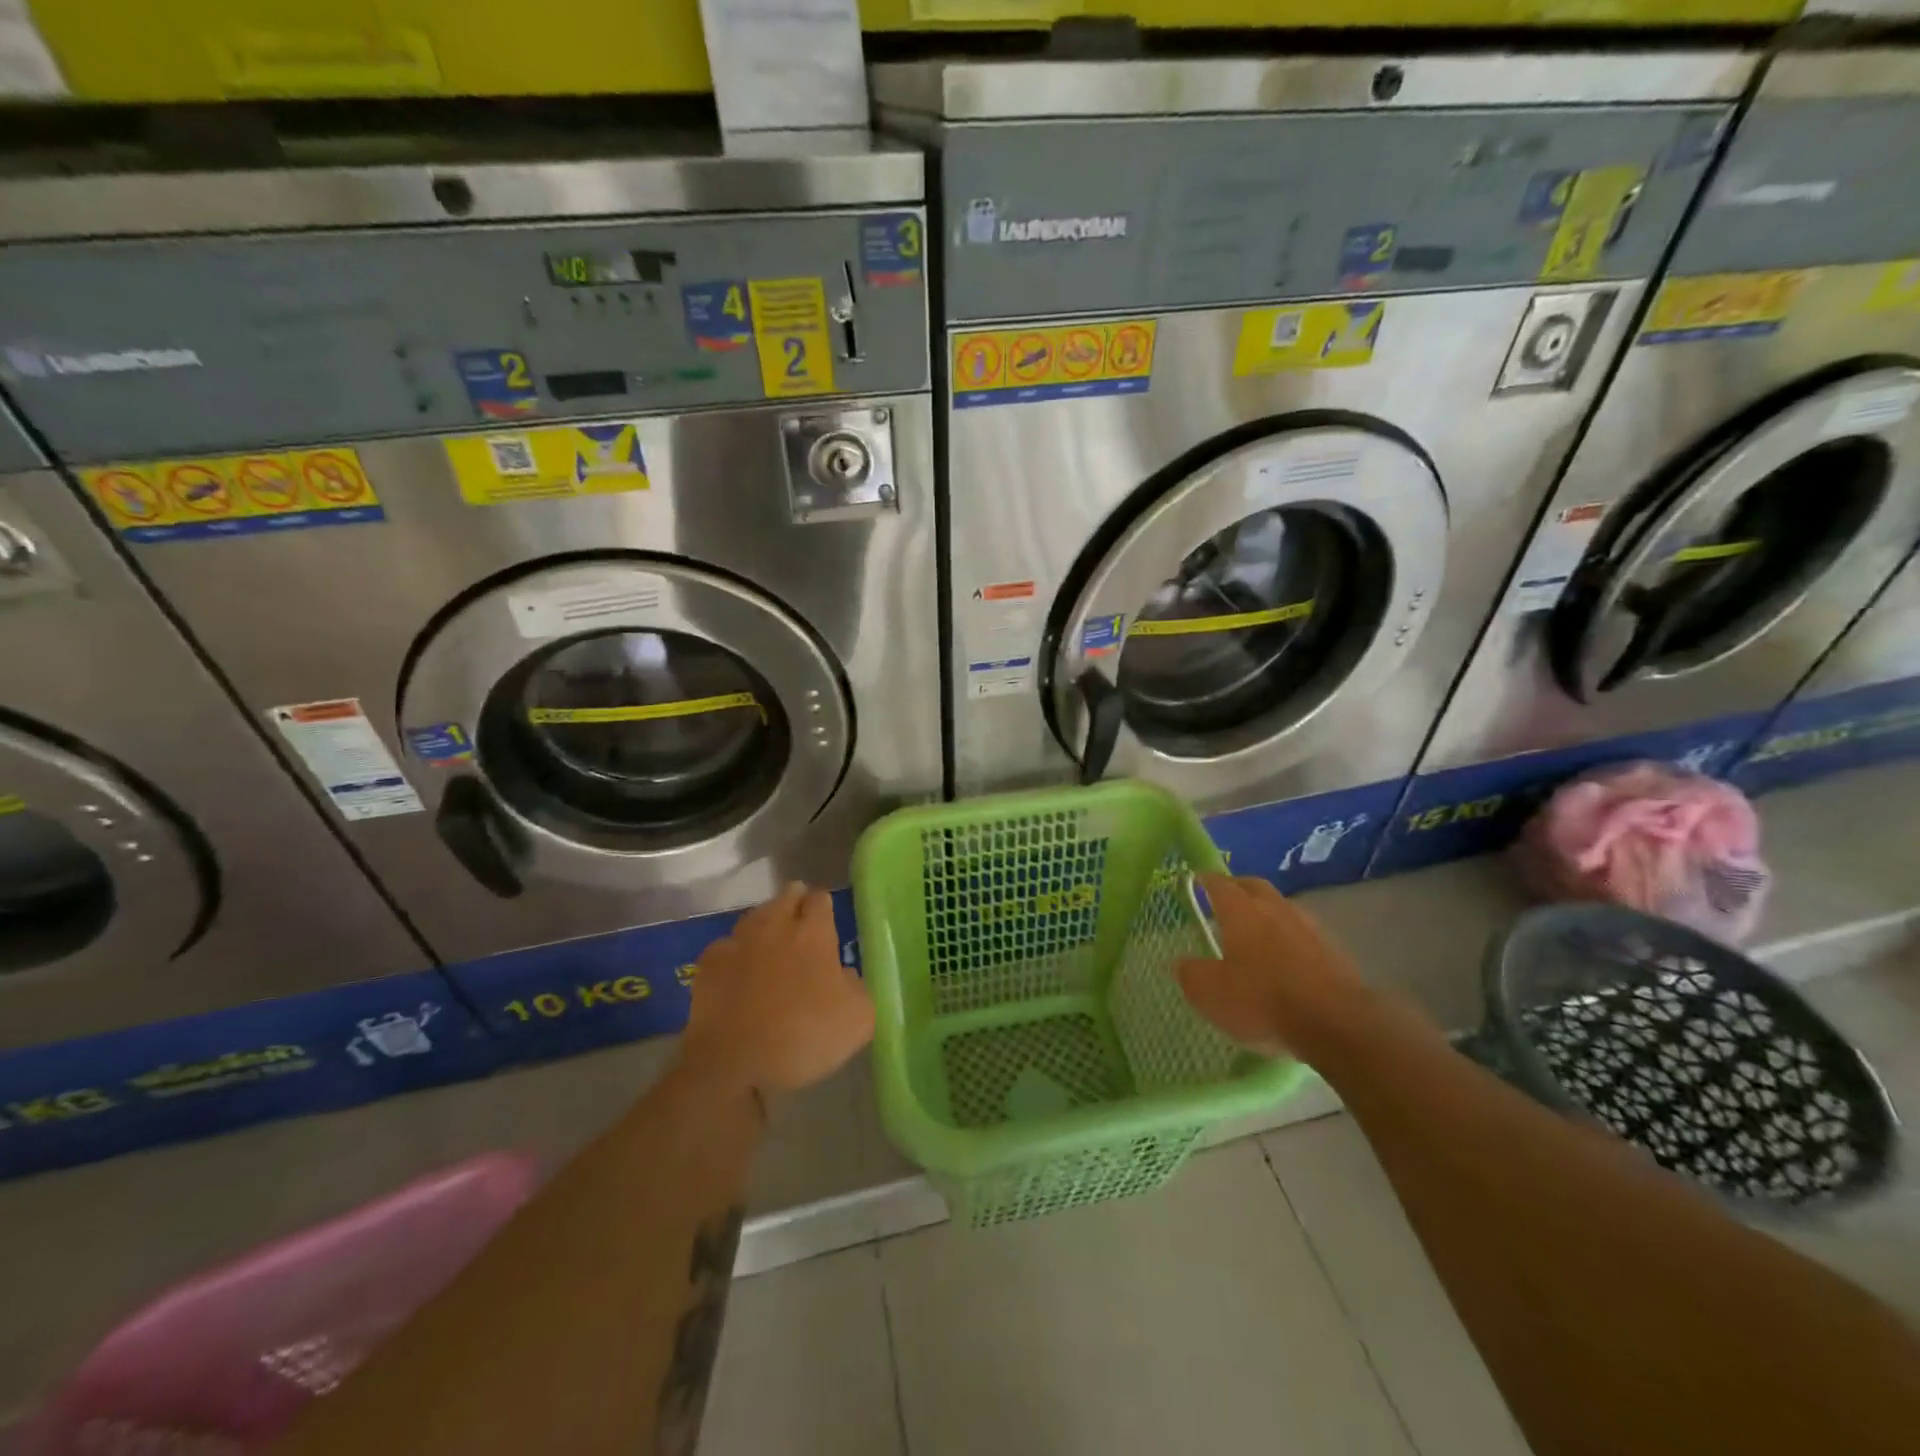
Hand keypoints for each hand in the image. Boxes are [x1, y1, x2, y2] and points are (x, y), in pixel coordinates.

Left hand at [678, 884, 874, 1099]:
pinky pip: (727, 945)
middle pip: (786, 898)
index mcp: (814, 934)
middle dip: (795, 900)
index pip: (820, 900)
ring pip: (755, 917)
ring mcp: (738, 942)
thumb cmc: (804, 1037)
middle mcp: (775, 927)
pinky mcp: (709, 964)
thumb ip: (858, 987)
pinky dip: (736, 950)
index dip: (824, 904)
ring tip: (771, 935)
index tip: (826, 913)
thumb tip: (845, 975)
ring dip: (766, 921)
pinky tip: (739, 964)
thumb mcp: (859, 1020)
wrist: (734, 1064)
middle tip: (800, 915)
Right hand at [1175, 874, 1370, 1059]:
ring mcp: (1308, 927)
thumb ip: (1191, 974)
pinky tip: (1285, 957)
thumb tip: (1182, 963)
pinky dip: (1288, 937)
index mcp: (1241, 911)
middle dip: (1237, 887)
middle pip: (1254, 886)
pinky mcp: (1334, 951)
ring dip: (1266, 911)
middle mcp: (1275, 909)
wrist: (1337, 1024)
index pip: (1219, 884)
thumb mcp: (1210, 994)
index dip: (1205, 880)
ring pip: (1281, 908)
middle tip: (1224, 896)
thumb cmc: (1263, 1001)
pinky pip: (1303, 933)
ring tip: (1254, 929)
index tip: (1195, 879)